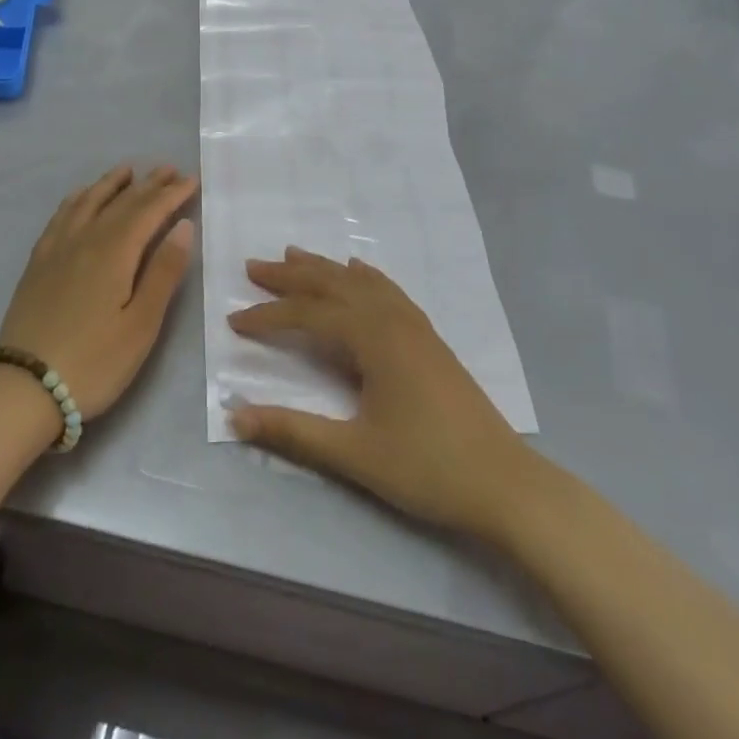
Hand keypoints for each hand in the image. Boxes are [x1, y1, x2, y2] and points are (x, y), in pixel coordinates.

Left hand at [0, 164, 198, 420]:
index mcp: (114, 252)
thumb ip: (163, 272)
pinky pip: (61, 216)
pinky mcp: (38, 263)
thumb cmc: (94, 362)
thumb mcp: (141, 324)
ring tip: (128, 171)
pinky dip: (77, 199)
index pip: (149, 211)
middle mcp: (85, 239)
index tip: (192, 179)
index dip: (172, 194)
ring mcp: (57, 249)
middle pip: (121, 202)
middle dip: (149, 184)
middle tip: (170, 169)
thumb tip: (183, 226)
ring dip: (111, 184)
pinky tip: (81, 198)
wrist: (24, 389)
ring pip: (88, 202)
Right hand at [227, 248, 533, 540]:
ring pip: (360, 283)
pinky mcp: (429, 338)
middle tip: (253, 266)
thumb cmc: (428, 468)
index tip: (233, 320)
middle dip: (290, 276)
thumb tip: (234, 413)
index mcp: (373, 338)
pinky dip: (365, 277)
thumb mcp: (354, 454)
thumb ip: (293, 431)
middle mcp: (392, 319)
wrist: (504, 484)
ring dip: (324, 269)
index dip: (268, 316)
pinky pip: (389, 291)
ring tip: (293, 255)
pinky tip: (359, 272)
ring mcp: (415, 325)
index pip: (308, 315)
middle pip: (332, 285)